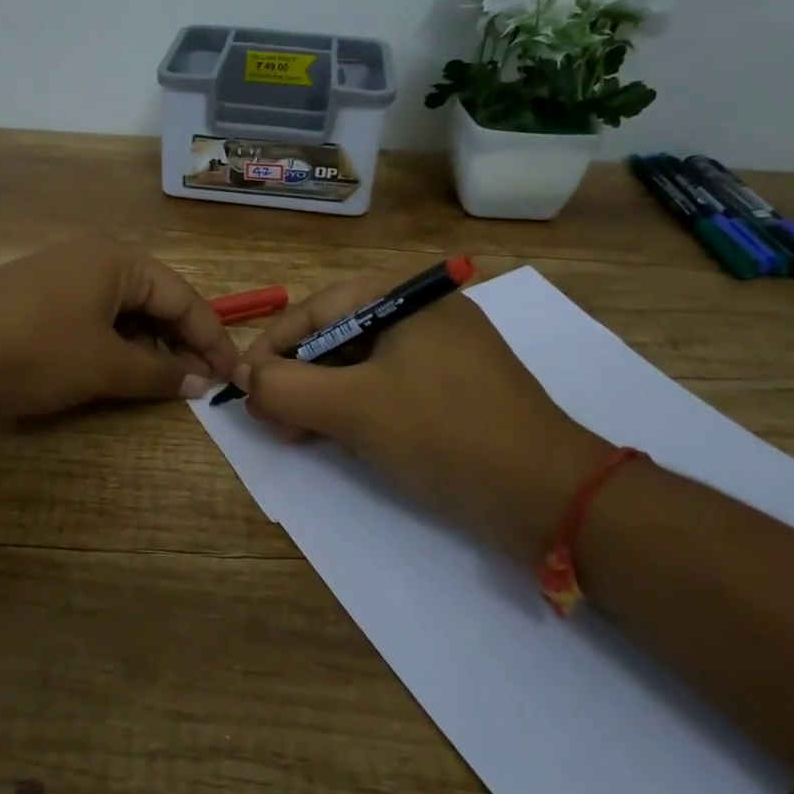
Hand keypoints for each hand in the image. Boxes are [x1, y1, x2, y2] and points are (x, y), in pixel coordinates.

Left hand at [0, 237, 241, 417]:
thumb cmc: (34, 350)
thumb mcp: (104, 366)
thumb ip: (158, 373)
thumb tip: (200, 382)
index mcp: (118, 259)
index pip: (183, 297)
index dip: (211, 338)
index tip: (235, 374)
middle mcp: (94, 257)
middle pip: (155, 300)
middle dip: (179, 342)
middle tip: (201, 384)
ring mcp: (63, 275)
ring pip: (124, 311)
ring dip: (146, 346)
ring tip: (162, 383)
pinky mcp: (40, 297)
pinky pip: (94, 317)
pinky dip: (114, 344)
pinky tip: (119, 371)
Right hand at [240, 267, 609, 556]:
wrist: (550, 495)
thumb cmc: (443, 433)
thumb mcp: (352, 408)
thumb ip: (285, 388)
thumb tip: (243, 377)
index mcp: (402, 298)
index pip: (314, 310)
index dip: (271, 348)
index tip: (242, 386)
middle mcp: (423, 313)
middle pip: (337, 336)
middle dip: (297, 377)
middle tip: (270, 419)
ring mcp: (445, 351)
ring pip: (362, 365)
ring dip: (323, 397)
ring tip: (298, 434)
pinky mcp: (458, 389)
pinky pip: (391, 387)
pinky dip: (359, 408)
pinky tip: (342, 438)